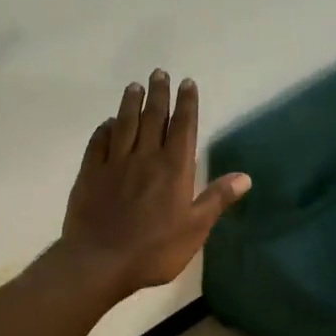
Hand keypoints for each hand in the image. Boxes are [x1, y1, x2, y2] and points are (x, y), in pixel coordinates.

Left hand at [60, 71, 251, 297]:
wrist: (100, 262)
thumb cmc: (154, 251)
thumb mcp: (195, 230)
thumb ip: (217, 200)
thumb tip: (245, 177)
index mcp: (173, 169)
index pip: (183, 127)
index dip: (186, 104)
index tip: (187, 83)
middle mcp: (145, 157)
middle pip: (152, 118)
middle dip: (159, 94)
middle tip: (159, 73)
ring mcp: (114, 164)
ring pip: (124, 124)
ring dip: (130, 103)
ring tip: (134, 86)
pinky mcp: (90, 174)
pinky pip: (98, 143)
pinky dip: (104, 129)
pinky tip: (107, 123)